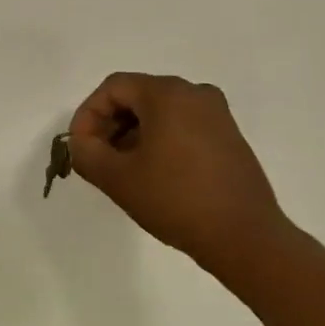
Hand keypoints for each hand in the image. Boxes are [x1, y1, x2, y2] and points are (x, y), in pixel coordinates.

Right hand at [67, 73, 292, 277]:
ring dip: (132, 134)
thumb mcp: (117, 178)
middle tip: (97, 158)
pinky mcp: (228, 137)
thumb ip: (86, 153)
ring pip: (159, 112)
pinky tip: (152, 174)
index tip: (79, 147)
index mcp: (168, 94)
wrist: (245, 237)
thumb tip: (80, 143)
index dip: (88, 114)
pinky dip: (159, 141)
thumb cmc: (176, 200)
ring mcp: (217, 114)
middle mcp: (195, 93)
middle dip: (109, 125)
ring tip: (121, 170)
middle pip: (137, 96)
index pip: (113, 88)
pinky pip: (182, 125)